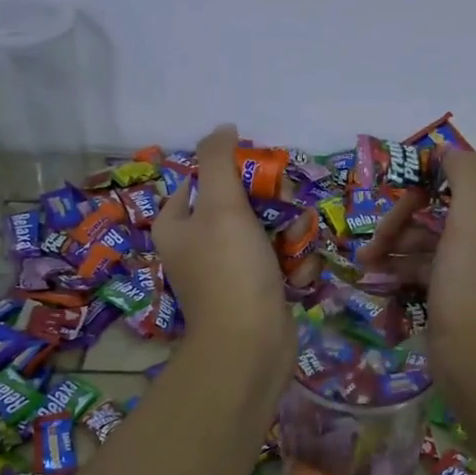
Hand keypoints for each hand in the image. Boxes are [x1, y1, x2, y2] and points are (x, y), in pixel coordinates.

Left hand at [154, 124, 293, 388]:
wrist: (251, 345)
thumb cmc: (231, 269)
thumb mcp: (221, 204)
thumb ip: (219, 160)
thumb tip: (223, 128)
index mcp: (176, 224)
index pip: (202, 178)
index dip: (235, 170)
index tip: (263, 175)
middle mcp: (197, 245)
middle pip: (240, 202)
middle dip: (273, 205)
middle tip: (287, 212)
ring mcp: (227, 269)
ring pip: (266, 230)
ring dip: (291, 234)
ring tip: (297, 247)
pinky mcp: (255, 290)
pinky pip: (278, 260)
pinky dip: (293, 263)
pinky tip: (299, 274)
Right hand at [360, 149, 475, 378]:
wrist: (475, 367)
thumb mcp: (472, 222)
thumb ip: (465, 175)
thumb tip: (451, 149)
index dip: (443, 176)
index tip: (408, 181)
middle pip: (452, 209)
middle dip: (410, 217)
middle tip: (380, 230)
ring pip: (436, 239)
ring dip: (400, 242)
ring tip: (367, 256)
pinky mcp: (462, 294)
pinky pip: (432, 267)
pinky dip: (405, 266)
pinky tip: (376, 272)